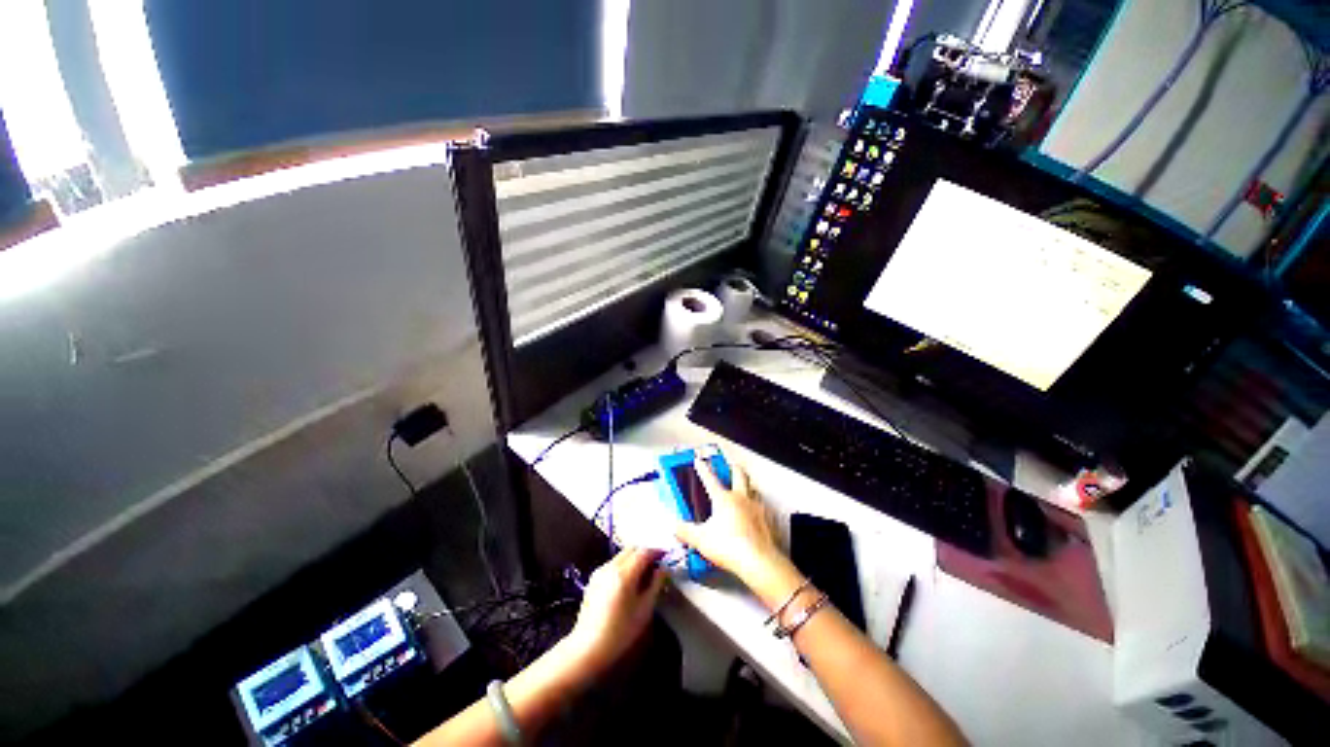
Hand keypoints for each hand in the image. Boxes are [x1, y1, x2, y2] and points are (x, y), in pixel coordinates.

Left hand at [565, 547, 666, 674]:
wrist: (588, 648)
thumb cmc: (620, 632)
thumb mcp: (644, 610)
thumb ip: (655, 584)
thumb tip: (663, 568)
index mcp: (624, 573)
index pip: (644, 552)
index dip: (657, 551)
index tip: (667, 557)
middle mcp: (611, 566)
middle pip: (632, 549)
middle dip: (646, 553)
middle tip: (657, 564)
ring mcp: (600, 570)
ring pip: (622, 554)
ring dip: (635, 558)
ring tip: (645, 573)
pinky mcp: (594, 578)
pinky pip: (614, 563)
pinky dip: (625, 564)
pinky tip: (629, 581)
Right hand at [674, 453, 796, 599]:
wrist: (758, 561)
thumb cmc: (728, 546)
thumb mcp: (701, 540)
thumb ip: (686, 532)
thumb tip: (675, 527)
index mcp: (723, 499)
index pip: (710, 479)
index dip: (703, 469)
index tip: (699, 460)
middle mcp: (741, 498)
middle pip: (739, 475)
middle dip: (734, 468)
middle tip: (731, 465)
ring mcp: (756, 507)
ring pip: (753, 488)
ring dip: (748, 485)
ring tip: (745, 487)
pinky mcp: (767, 519)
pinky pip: (763, 506)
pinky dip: (758, 505)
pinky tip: (756, 511)